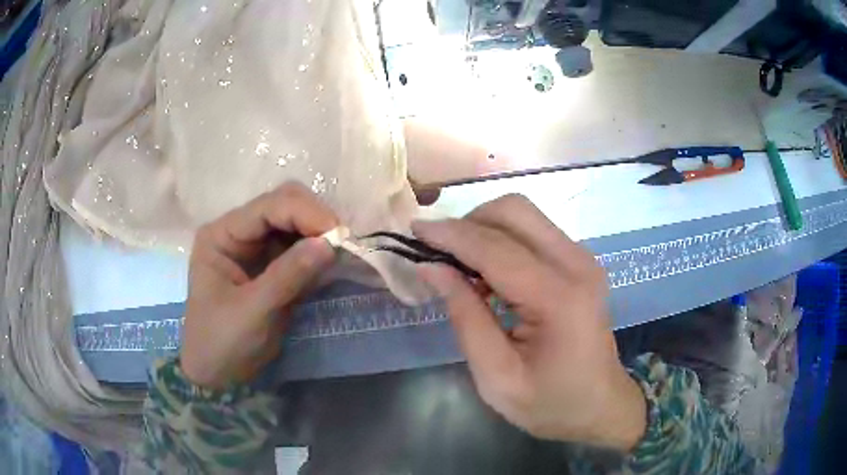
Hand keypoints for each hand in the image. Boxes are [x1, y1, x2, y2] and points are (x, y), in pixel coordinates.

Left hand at [180, 183, 337, 388]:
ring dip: (319, 232)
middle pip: (283, 204)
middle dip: (314, 218)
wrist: (218, 374)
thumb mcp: (252, 311)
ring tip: (340, 252)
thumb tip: (330, 244)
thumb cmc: (222, 342)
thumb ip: (288, 276)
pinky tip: (330, 261)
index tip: (338, 235)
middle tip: (340, 243)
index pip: (268, 207)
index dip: (305, 213)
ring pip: (295, 222)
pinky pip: (300, 246)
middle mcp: (238, 232)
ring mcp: (256, 247)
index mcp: (222, 235)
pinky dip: (318, 250)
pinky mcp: (272, 265)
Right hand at [412, 195, 645, 450]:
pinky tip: (489, 274)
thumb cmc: (550, 402)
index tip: (413, 231)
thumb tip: (432, 267)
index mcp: (559, 298)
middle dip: (468, 223)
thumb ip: (465, 318)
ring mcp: (582, 258)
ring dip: (484, 229)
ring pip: (523, 215)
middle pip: (514, 211)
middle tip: (440, 256)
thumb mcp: (497, 377)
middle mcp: (576, 264)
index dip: (450, 235)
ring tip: (461, 268)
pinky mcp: (580, 261)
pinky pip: (533, 230)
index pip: (495, 248)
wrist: (600, 404)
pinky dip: (502, 239)